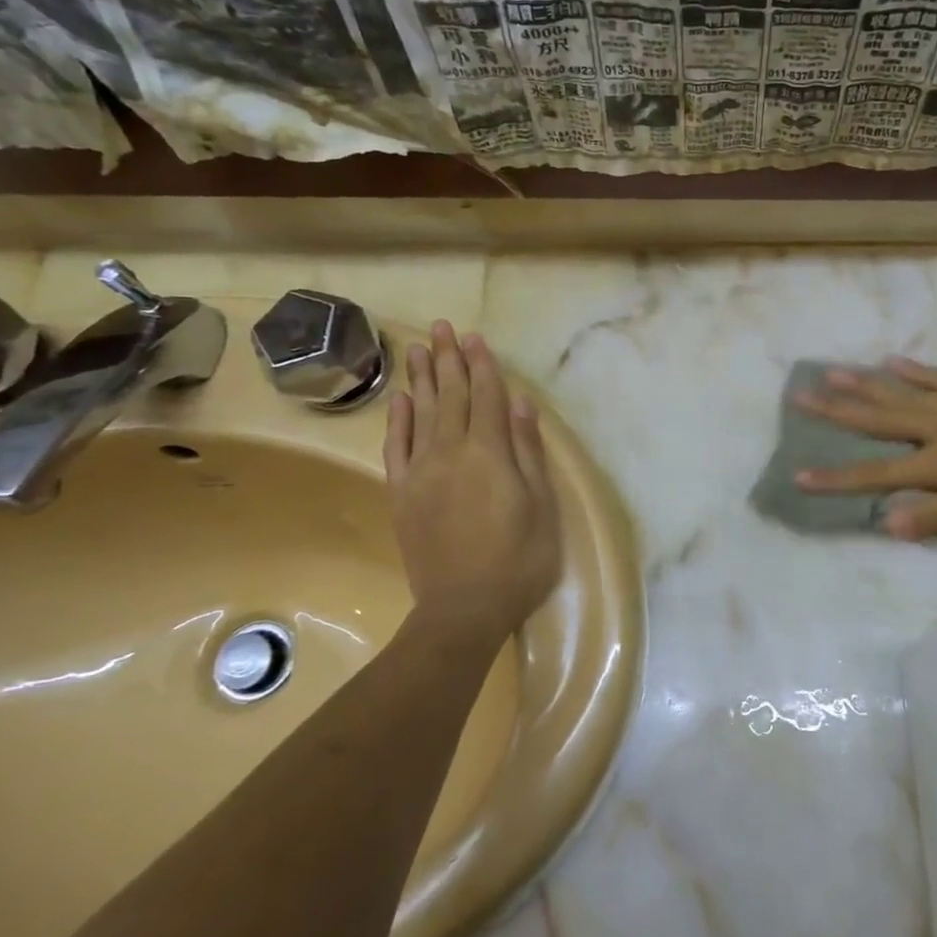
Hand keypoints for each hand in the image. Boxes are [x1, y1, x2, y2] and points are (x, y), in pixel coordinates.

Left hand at [385, 321, 561, 638]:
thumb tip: (519, 405)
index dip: (481, 365)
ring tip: (418, 348)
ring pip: (420, 413)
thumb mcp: (541, 506)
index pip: (485, 397)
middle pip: (450, 396)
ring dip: (421, 378)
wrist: (463, 610)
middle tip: (442, 327)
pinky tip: (399, 399)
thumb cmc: (518, 560)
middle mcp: (451, 452)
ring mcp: (421, 472)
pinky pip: (396, 447)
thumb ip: (527, 452)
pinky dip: (397, 419)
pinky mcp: (401, 493)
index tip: (474, 337)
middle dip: (449, 359)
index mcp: (489, 454)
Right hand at [794, 358, 936, 539]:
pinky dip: (913, 369)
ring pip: (901, 391)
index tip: (797, 476)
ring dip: (863, 384)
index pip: (878, 474)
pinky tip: (892, 361)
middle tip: (798, 397)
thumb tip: (886, 523)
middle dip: (836, 412)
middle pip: (878, 419)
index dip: (837, 479)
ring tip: (830, 372)